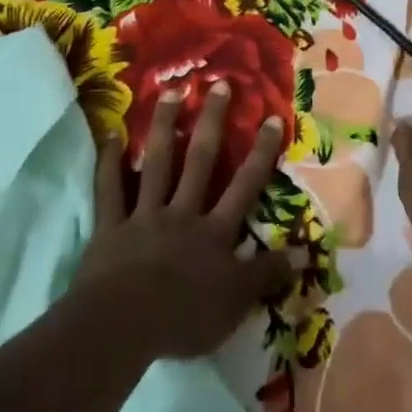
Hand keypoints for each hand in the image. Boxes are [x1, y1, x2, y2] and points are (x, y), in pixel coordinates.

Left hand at [76, 83, 292, 360]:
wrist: (123, 326)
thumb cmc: (185, 318)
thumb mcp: (237, 302)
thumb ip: (267, 274)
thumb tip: (303, 253)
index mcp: (214, 232)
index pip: (245, 186)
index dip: (260, 153)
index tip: (271, 118)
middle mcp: (182, 213)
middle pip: (201, 161)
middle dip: (213, 122)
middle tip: (219, 85)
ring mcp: (145, 216)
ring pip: (157, 164)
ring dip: (164, 127)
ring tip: (170, 93)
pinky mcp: (111, 227)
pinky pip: (109, 190)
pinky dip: (108, 164)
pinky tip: (109, 135)